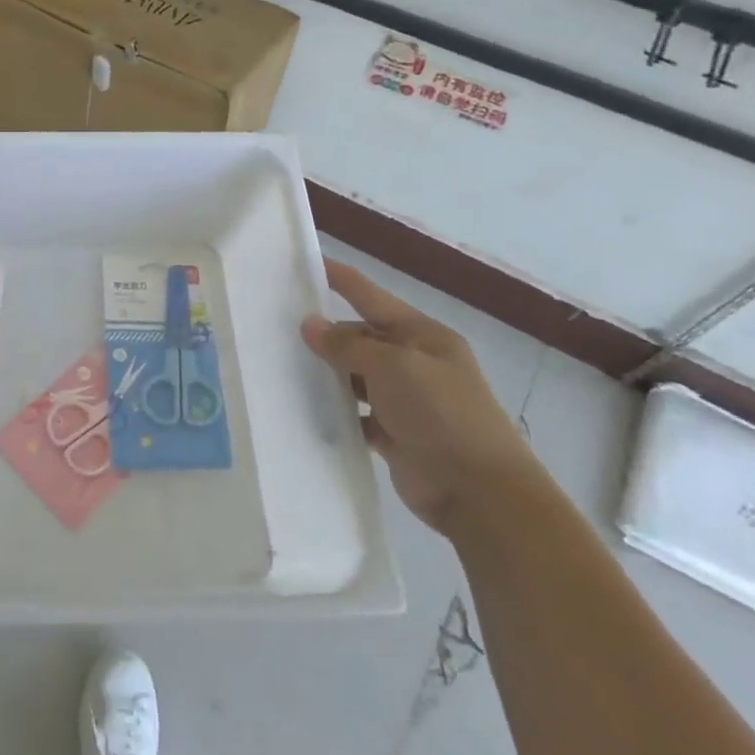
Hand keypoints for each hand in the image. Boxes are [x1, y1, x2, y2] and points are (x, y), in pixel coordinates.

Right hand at [301, 259, 537, 536]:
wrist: (479, 491)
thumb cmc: (440, 413)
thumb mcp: (393, 367)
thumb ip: (349, 345)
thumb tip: (311, 325)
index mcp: (422, 336)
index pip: (371, 296)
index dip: (340, 279)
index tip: (304, 264)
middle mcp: (413, 363)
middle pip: (360, 337)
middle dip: (325, 335)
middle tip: (276, 331)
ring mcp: (404, 400)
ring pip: (354, 377)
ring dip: (327, 375)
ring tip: (281, 369)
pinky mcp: (394, 434)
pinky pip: (355, 414)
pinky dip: (335, 412)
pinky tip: (305, 409)